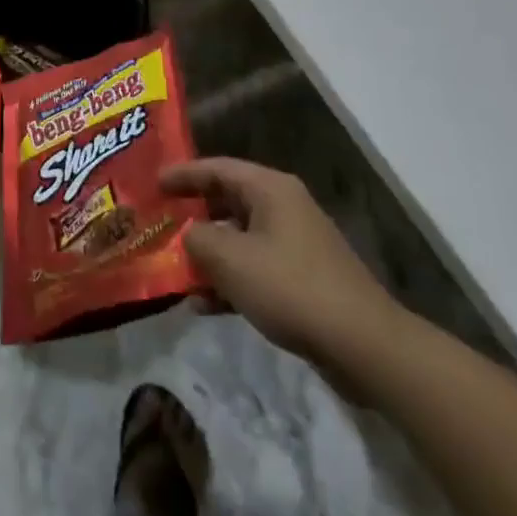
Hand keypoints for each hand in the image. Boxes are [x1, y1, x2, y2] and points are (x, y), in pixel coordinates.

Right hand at [161, 158, 406, 376]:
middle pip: (227, 201)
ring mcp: (296, 244)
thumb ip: (198, 240)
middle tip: (159, 224)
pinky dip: (230, 281)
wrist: (364, 346)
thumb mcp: (231, 260)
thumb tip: (189, 235)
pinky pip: (255, 269)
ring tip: (175, 271)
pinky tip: (204, 306)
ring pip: (239, 239)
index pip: (215, 168)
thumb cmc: (291, 288)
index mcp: (269, 189)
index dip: (182, 174)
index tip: (152, 183)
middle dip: (192, 216)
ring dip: (208, 255)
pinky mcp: (303, 279)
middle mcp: (283, 207)